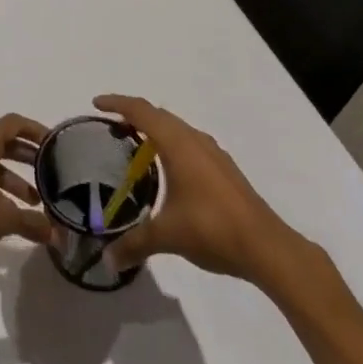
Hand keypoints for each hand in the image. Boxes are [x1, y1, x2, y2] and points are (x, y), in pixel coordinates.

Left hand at [0, 113, 52, 270]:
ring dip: (14, 176)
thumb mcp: (5, 218)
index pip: (14, 123)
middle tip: (49, 170)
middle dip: (27, 155)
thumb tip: (56, 234)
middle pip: (4, 141)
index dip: (35, 130)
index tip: (54, 143)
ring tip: (34, 201)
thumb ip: (32, 222)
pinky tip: (10, 210)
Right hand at [94, 95, 328, 296]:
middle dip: (134, 115)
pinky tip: (170, 171)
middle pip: (158, 114)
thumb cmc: (212, 228)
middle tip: (112, 127)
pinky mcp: (224, 169)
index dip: (117, 103)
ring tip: (137, 147)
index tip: (96, 104)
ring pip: (176, 128)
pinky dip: (171, 144)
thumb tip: (107, 260)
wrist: (267, 246)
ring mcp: (213, 153)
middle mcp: (194, 139)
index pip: (140, 111)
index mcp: (176, 143)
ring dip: (155, 129)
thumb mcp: (167, 236)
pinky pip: (189, 143)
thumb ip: (135, 244)